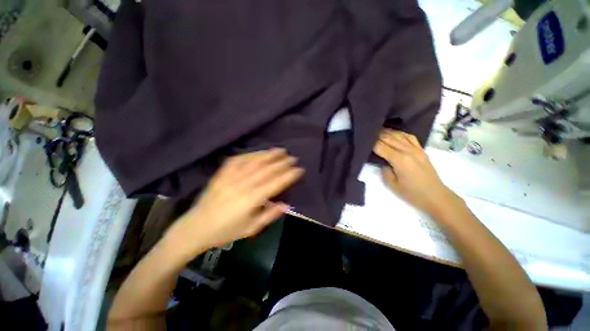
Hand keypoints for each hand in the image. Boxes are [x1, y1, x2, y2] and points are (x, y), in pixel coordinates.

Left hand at [167, 148, 303, 256]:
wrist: (196, 227)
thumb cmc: (226, 231)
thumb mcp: (251, 228)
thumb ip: (270, 215)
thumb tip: (286, 204)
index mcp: (251, 199)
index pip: (275, 183)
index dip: (289, 175)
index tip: (299, 169)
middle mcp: (242, 185)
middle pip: (267, 170)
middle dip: (282, 163)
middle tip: (293, 158)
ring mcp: (231, 177)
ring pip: (254, 162)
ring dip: (269, 155)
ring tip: (280, 150)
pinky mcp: (222, 173)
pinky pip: (238, 160)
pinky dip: (250, 154)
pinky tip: (258, 153)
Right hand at [373, 129, 461, 215]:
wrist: (435, 196)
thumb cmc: (412, 193)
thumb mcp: (392, 185)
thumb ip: (384, 170)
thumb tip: (382, 162)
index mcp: (399, 160)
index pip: (380, 147)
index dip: (370, 143)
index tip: (363, 140)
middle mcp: (407, 151)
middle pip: (389, 138)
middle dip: (376, 134)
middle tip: (366, 132)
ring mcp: (416, 149)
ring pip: (398, 135)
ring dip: (387, 132)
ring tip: (377, 130)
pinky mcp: (421, 150)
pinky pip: (410, 137)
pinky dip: (400, 133)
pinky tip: (394, 132)